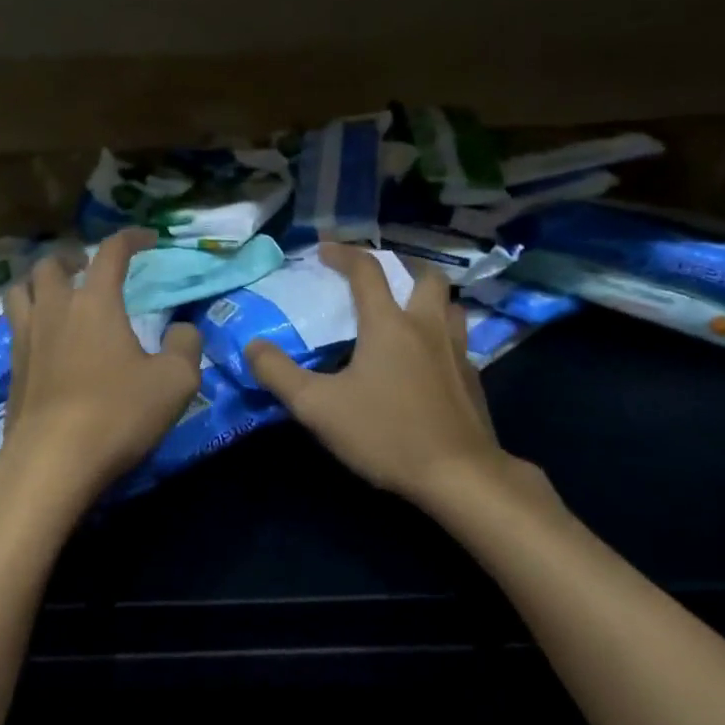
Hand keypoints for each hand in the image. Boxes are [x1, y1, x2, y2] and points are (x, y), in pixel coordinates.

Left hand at [0, 230, 202, 519]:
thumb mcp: (175, 381)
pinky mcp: (12, 369)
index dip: (130, 239)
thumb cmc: (117, 413)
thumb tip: (183, 329)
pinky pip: (14, 326)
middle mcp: (54, 310)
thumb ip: (186, 346)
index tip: (146, 239)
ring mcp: (26, 338)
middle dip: (72, 257)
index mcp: (94, 302)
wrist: (52, 461)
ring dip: (40, 282)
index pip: (110, 252)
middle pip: (51, 264)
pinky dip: (29, 317)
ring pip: (20, 290)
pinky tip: (45, 337)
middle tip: (88, 266)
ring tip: (56, 293)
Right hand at [247, 245, 519, 511]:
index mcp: (389, 324)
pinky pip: (458, 340)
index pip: (366, 270)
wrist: (460, 475)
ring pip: (449, 305)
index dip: (343, 253)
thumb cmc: (386, 434)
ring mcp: (457, 351)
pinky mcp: (472, 378)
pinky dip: (440, 335)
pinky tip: (427, 360)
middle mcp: (427, 326)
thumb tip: (252, 346)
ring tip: (407, 312)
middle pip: (425, 276)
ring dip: (428, 298)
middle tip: (380, 277)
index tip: (324, 249)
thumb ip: (279, 374)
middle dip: (402, 266)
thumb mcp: (318, 408)